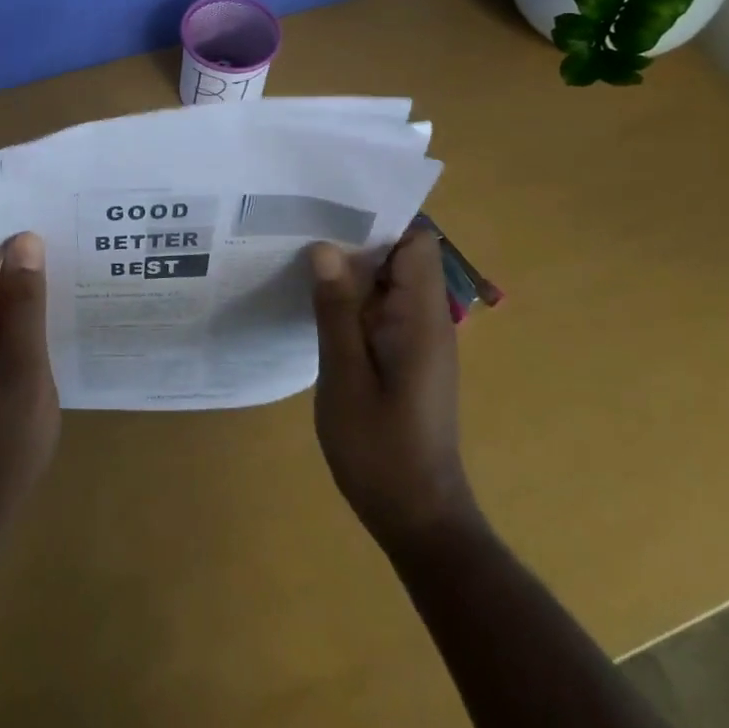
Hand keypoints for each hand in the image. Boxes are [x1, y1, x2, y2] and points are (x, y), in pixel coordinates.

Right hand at [310, 228, 478, 556]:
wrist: (419, 518)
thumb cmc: (382, 450)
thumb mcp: (346, 378)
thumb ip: (336, 311)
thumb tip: (326, 247)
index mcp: (421, 317)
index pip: (416, 242)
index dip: (380, 219)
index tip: (333, 209)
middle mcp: (427, 319)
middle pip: (400, 256)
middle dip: (356, 238)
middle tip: (303, 226)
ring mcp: (417, 338)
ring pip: (388, 281)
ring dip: (351, 268)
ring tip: (301, 255)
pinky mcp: (406, 356)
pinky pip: (382, 308)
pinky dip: (353, 298)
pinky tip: (316, 300)